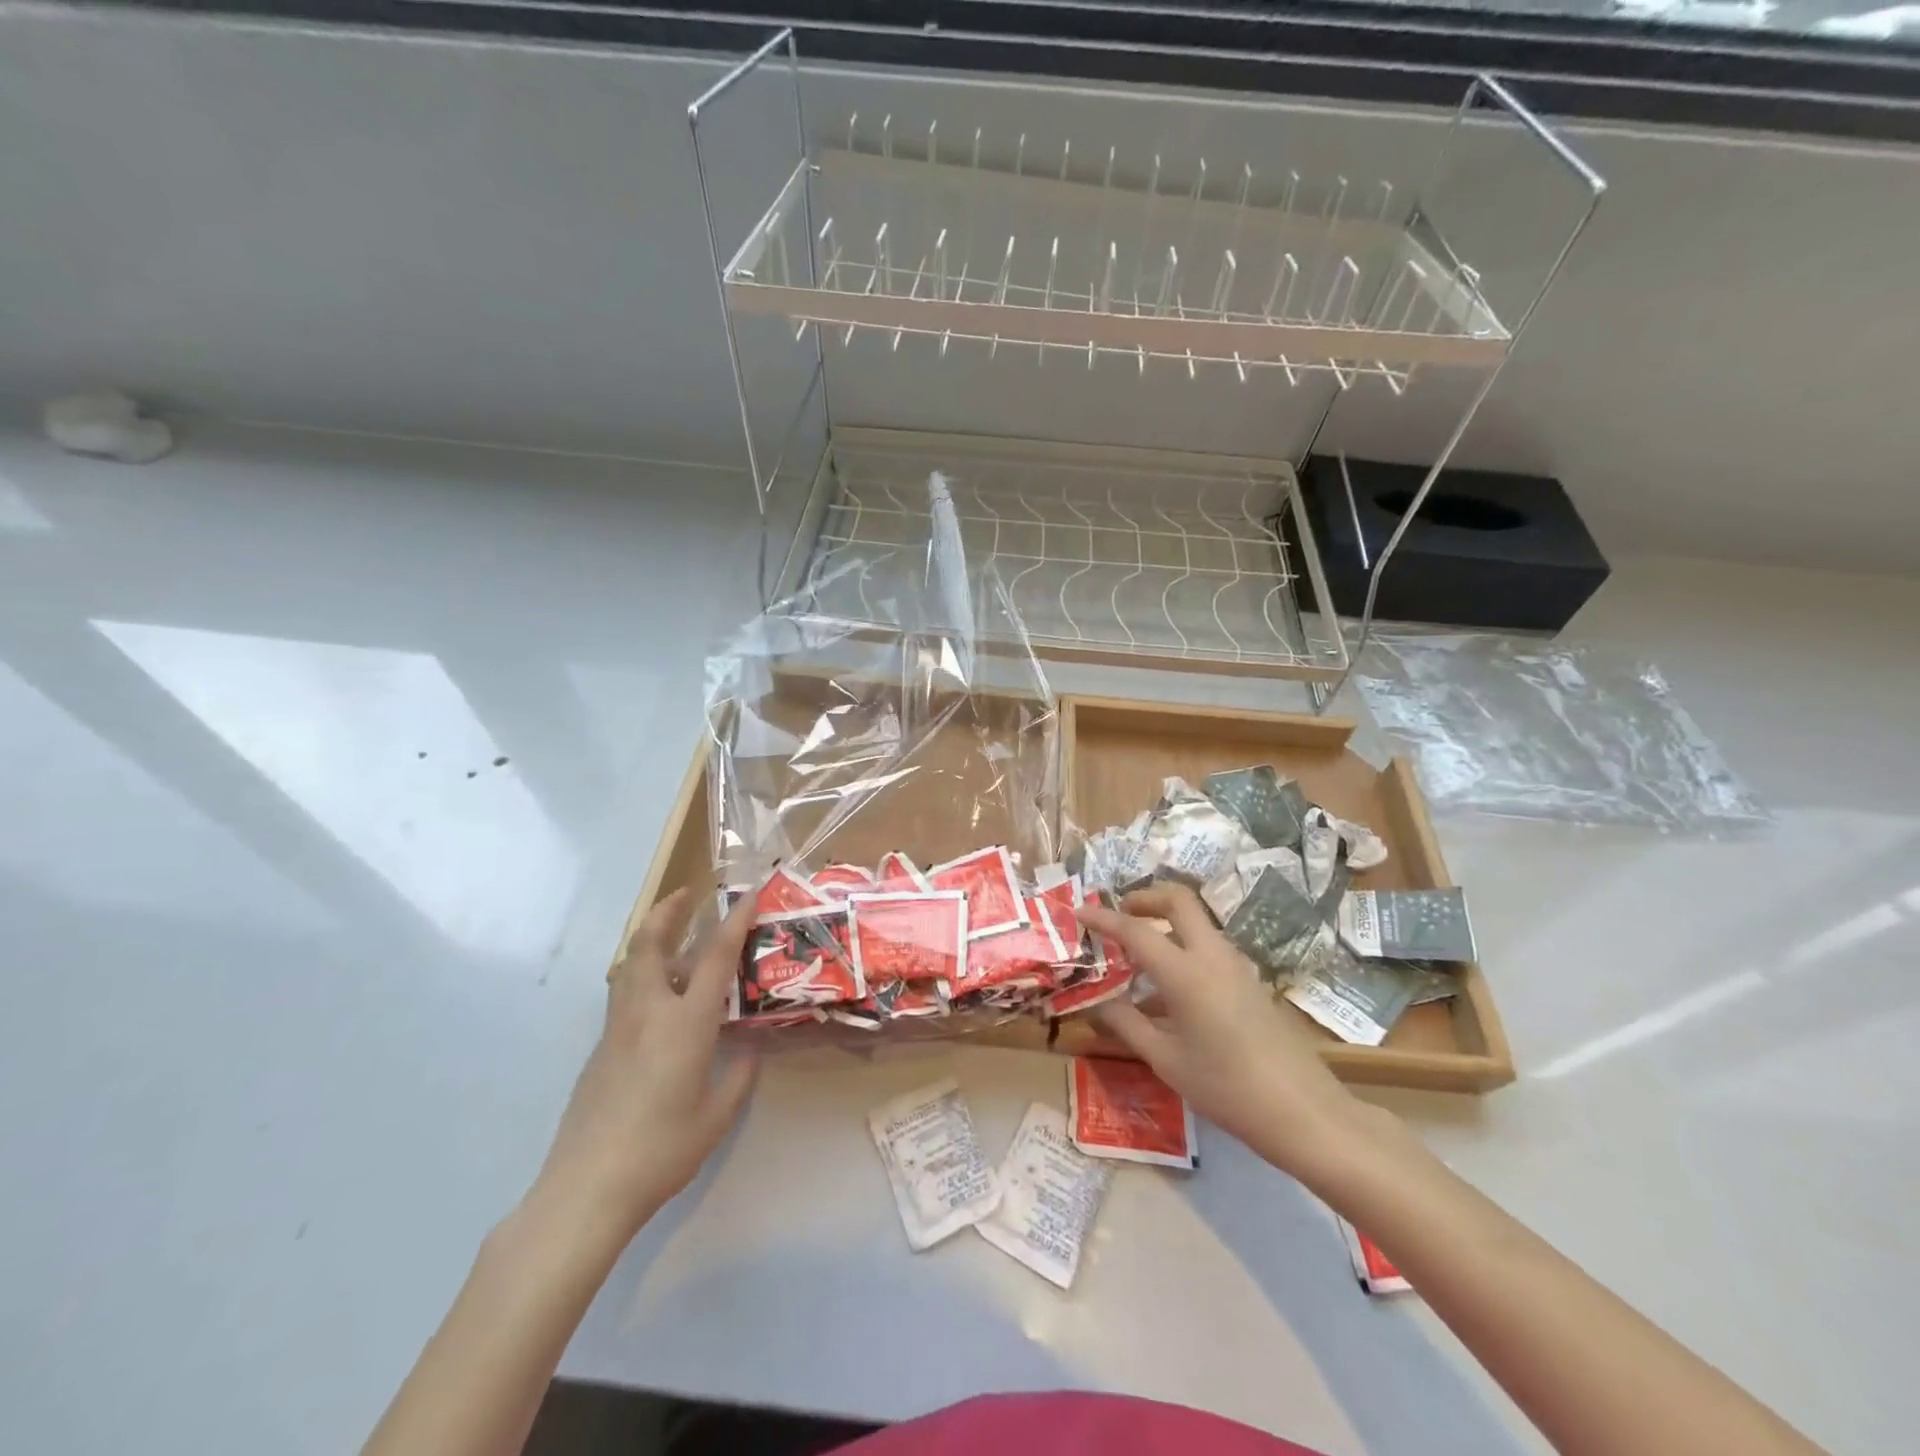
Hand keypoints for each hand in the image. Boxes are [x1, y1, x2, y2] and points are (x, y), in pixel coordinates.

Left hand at [526, 888, 756, 1244]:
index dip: (734, 920)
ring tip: (676, 939)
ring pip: (630, 964)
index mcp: (685, 1023)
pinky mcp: (600, 1048)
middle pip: (651, 943)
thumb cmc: (661, 1151)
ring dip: (652, 939)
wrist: (586, 1189)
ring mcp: (618, 1028)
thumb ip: (739, 1075)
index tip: (749, 894)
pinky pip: (624, 993)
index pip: (714, 956)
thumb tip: (749, 1050)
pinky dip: (644, 974)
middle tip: (688, 894)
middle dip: (668, 910)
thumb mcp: (717, 1116)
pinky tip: (662, 998)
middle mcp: (648, 1012)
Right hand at [1079, 884, 1371, 1177]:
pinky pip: (1209, 947)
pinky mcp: (1250, 982)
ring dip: (1165, 923)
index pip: (1135, 930)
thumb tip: (1097, 1005)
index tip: (1079, 912)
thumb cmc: (1227, 1088)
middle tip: (1119, 916)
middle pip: (1179, 900)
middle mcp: (1212, 956)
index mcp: (1186, 972)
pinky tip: (1168, 990)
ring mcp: (1236, 966)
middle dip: (1145, 898)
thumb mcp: (1166, 1061)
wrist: (1304, 1113)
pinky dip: (1183, 948)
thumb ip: (1127, 1025)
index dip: (1104, 918)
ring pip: (1197, 923)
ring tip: (1137, 954)